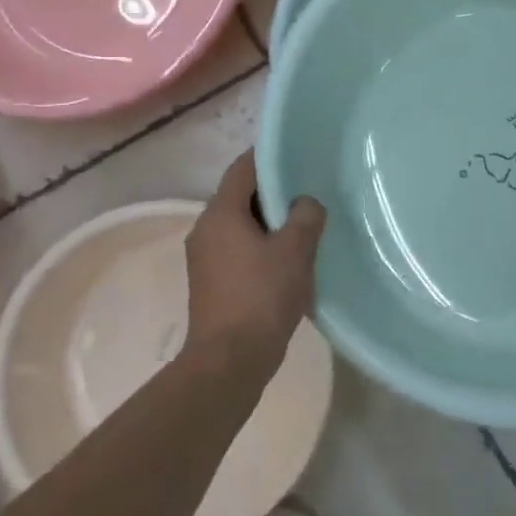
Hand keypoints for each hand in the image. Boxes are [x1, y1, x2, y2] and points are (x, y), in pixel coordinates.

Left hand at [184, 150, 325, 366]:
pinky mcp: (212, 282)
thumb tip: (305, 203)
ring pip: (241, 225)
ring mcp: (205, 258)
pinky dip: (262, 245)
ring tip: (305, 224)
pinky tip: (289, 259)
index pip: (243, 168)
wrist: (229, 362)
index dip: (269, 157)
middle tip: (309, 190)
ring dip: (270, 222)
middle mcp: (206, 229)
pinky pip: (239, 249)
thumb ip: (305, 216)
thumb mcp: (295, 250)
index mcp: (220, 214)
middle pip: (241, 196)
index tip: (298, 154)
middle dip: (274, 192)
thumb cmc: (261, 297)